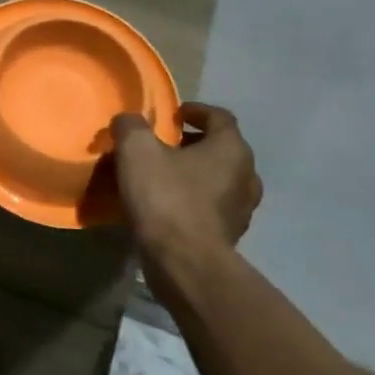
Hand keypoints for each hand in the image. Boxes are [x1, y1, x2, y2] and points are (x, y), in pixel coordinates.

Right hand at [109, 103, 262, 299]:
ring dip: (195, 175)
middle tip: (163, 146)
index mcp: (231, 149)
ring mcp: (242, 210)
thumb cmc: (166, 197)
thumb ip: (131, 126)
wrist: (184, 262)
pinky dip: (194, 201)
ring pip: (219, 181)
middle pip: (221, 149)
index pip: (220, 117)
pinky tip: (168, 208)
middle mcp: (247, 176)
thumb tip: (128, 121)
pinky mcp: (230, 237)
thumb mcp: (136, 150)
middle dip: (193, 144)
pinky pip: (212, 208)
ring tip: (164, 178)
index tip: (174, 114)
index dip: (196, 111)